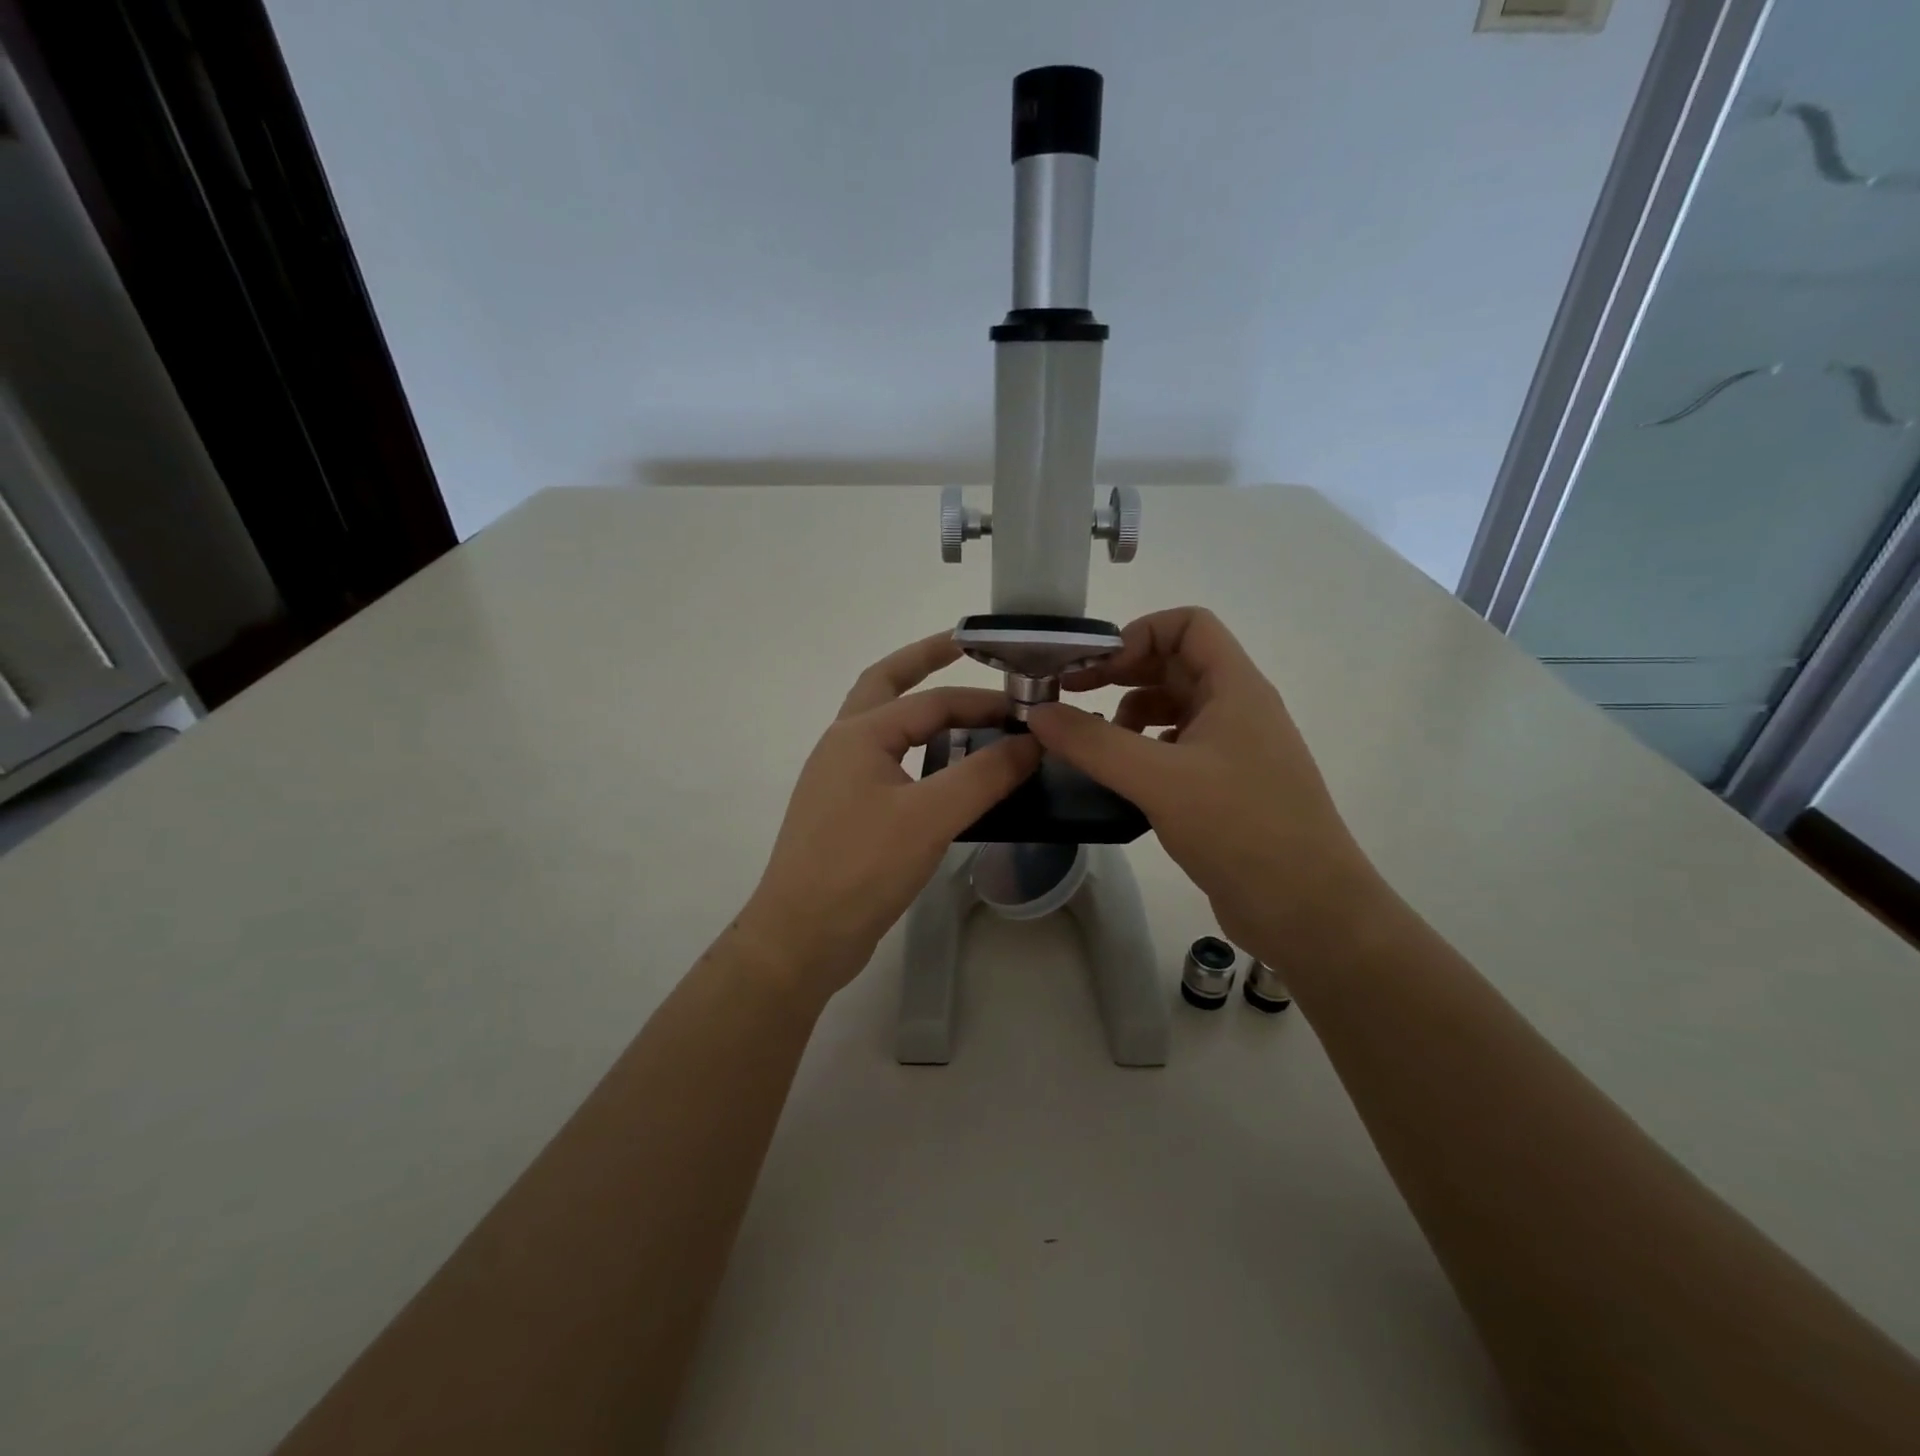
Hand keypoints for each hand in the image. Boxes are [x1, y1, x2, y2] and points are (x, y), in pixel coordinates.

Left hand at [738, 633, 1039, 999]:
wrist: (801, 936)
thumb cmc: (861, 867)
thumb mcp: (931, 817)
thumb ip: (985, 775)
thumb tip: (1032, 741)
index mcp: (859, 733)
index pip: (932, 701)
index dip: (983, 701)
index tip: (1028, 709)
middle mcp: (843, 745)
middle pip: (886, 685)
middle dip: (922, 661)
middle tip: (963, 647)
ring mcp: (839, 780)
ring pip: (885, 727)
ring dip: (919, 708)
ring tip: (963, 710)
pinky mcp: (845, 812)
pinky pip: (887, 763)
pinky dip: (916, 751)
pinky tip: (942, 772)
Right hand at [1027, 607, 1382, 957]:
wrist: (1307, 910)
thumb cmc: (1241, 828)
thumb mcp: (1159, 780)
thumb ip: (1093, 743)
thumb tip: (1037, 712)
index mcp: (1235, 688)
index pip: (1188, 624)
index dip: (1138, 634)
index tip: (1094, 669)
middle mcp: (1237, 709)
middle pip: (1174, 665)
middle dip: (1121, 674)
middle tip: (1070, 699)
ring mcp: (1233, 750)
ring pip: (1172, 709)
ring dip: (1129, 715)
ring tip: (1094, 746)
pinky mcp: (1223, 787)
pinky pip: (1175, 749)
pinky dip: (1142, 752)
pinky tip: (1121, 778)